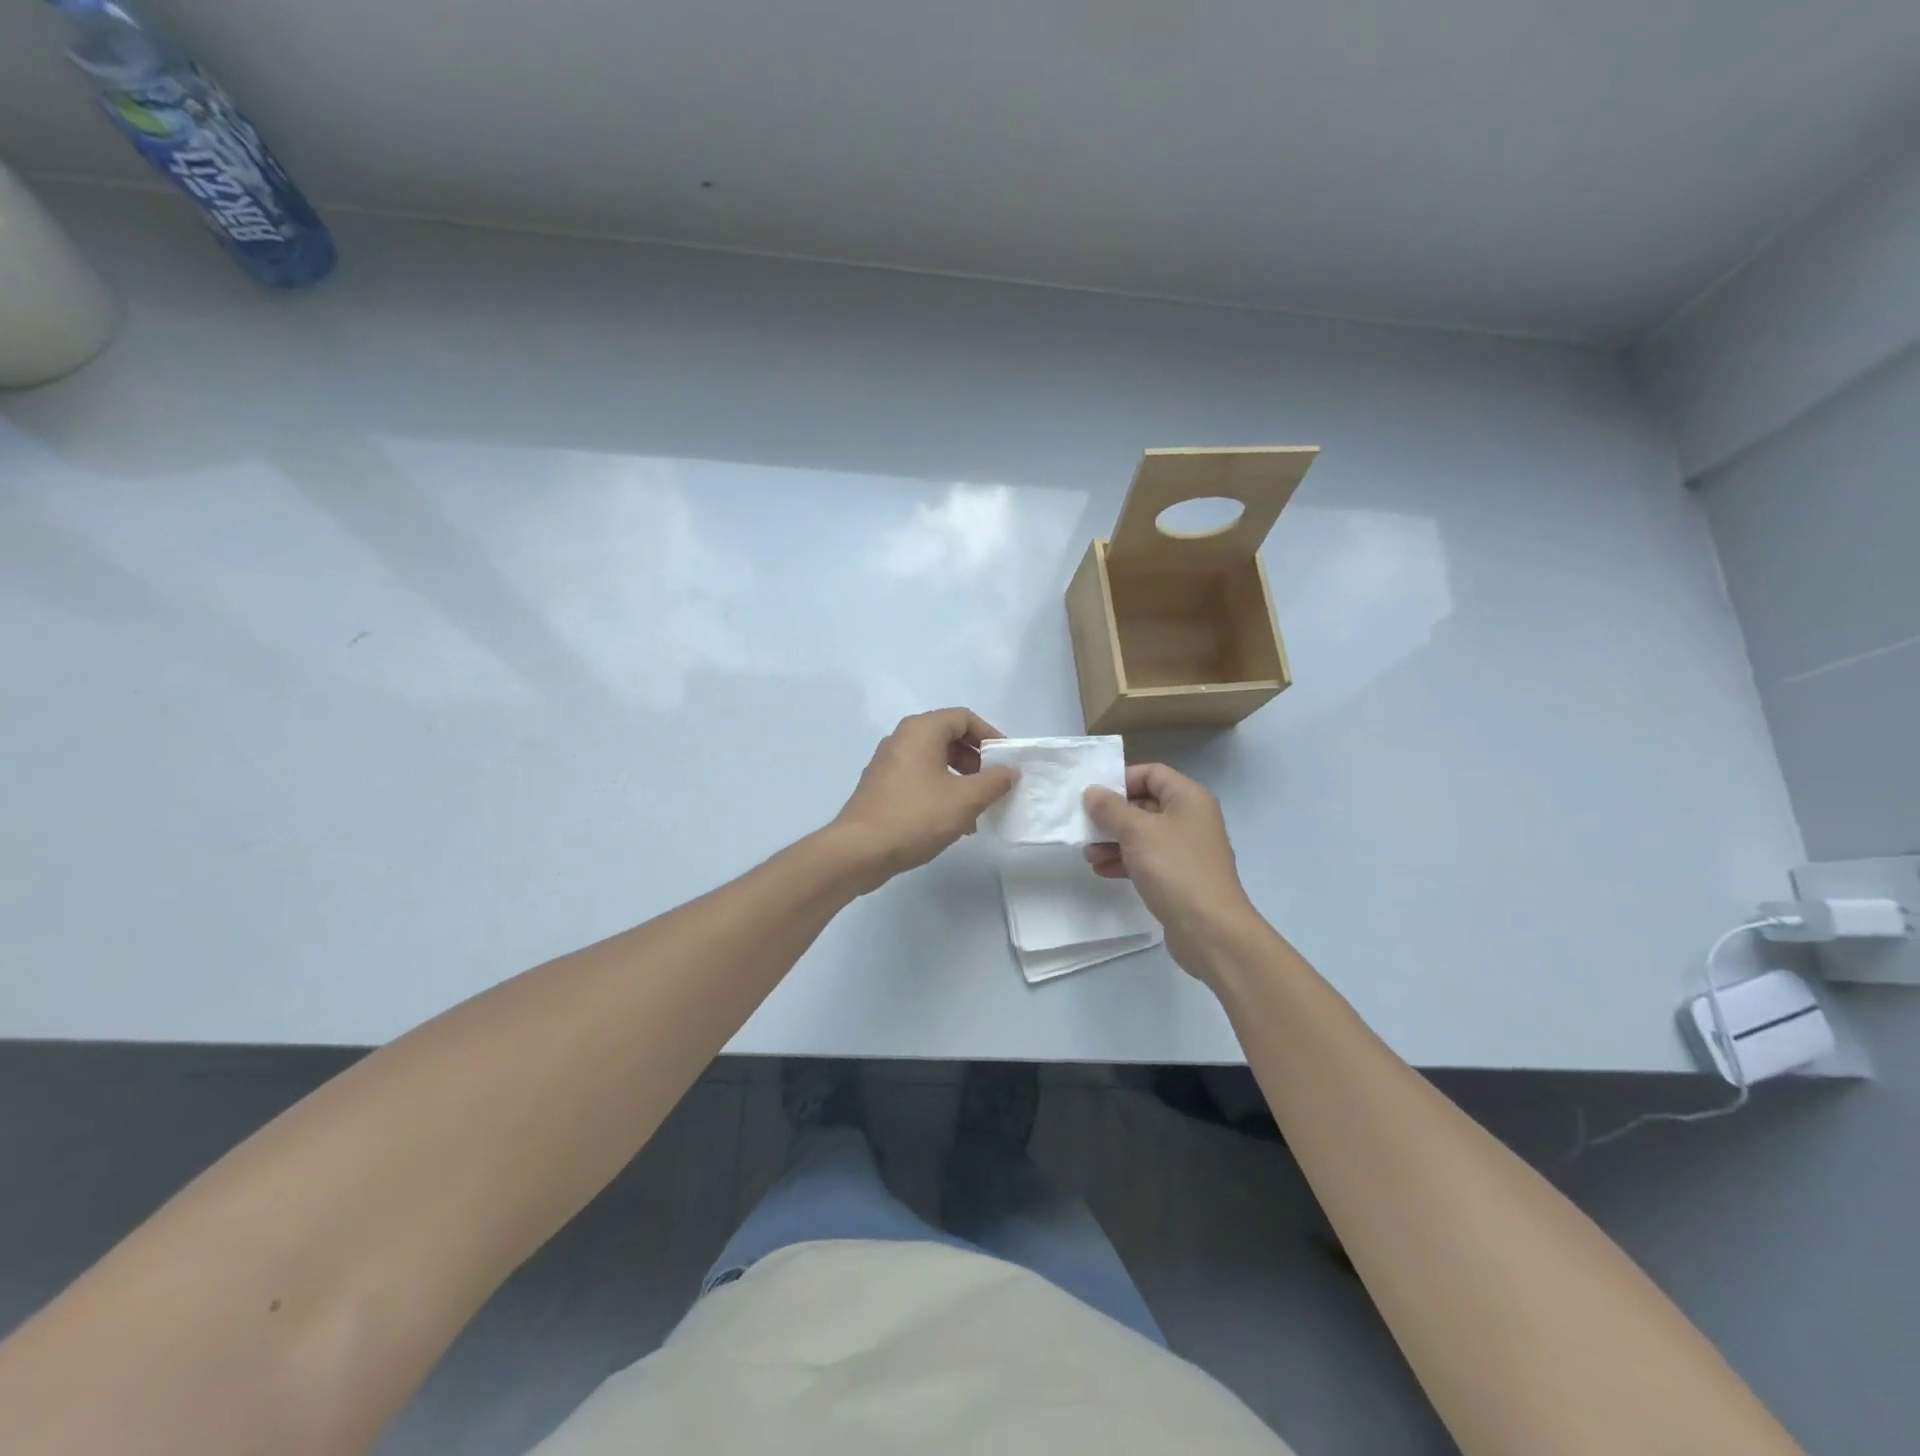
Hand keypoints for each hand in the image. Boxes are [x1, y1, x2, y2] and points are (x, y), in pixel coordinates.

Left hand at [830, 708, 1015, 891]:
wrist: (859, 850)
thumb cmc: (916, 816)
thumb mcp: (965, 800)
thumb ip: (994, 782)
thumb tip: (1009, 771)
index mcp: (921, 731)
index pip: (963, 718)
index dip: (990, 735)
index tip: (1006, 760)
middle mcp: (902, 739)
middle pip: (948, 737)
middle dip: (976, 759)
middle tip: (993, 783)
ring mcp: (888, 763)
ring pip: (934, 760)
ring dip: (960, 778)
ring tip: (978, 806)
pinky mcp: (881, 786)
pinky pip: (919, 777)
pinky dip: (940, 789)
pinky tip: (953, 820)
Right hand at [1084, 764, 1262, 974]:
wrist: (1210, 929)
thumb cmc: (1174, 868)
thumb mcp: (1137, 831)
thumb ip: (1111, 808)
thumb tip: (1093, 792)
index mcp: (1188, 797)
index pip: (1151, 773)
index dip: (1121, 779)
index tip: (1094, 795)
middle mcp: (1190, 818)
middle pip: (1145, 803)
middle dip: (1112, 815)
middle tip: (1084, 826)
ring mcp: (1186, 849)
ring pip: (1143, 834)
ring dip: (1113, 840)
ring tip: (1088, 854)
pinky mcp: (1179, 876)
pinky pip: (1147, 859)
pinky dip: (1125, 860)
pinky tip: (1101, 870)